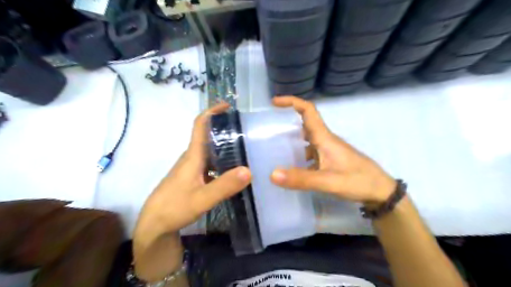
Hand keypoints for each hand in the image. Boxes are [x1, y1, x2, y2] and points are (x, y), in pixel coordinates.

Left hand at [132, 102, 250, 279]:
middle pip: (208, 136)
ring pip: (211, 151)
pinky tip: (235, 170)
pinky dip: (223, 161)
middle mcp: (193, 158)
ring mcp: (193, 168)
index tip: (228, 106)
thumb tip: (249, 170)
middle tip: (248, 129)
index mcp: (193, 156)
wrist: (154, 224)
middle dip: (225, 128)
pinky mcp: (194, 177)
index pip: (200, 126)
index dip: (212, 112)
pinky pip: (211, 163)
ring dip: (226, 145)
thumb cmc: (174, 208)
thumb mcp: (201, 199)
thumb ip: (224, 186)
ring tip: (247, 147)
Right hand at [269, 97, 395, 204]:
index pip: (308, 111)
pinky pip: (311, 151)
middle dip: (288, 121)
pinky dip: (300, 155)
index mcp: (325, 138)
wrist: (381, 191)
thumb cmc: (358, 181)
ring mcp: (329, 150)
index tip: (274, 102)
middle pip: (305, 123)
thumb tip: (272, 174)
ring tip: (276, 150)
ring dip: (293, 140)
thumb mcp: (328, 182)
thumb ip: (301, 179)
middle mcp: (326, 140)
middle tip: (270, 130)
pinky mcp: (331, 159)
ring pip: (307, 139)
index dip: (291, 102)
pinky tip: (293, 168)